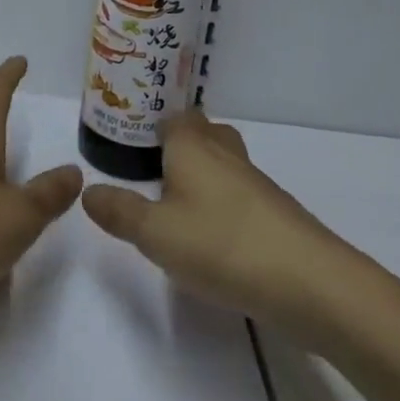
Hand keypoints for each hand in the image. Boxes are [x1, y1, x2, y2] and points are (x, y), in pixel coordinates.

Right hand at [82, 111, 377, 345]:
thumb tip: (86, 191)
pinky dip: (225, 205)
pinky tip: (212, 235)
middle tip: (152, 169)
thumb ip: (119, 211)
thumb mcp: (155, 233)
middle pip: (204, 133)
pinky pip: (242, 195)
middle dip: (181, 145)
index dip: (153, 123)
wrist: (313, 285)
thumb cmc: (222, 245)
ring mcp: (257, 184)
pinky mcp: (277, 215)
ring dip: (204, 176)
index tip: (131, 140)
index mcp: (192, 146)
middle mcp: (225, 154)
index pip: (174, 115)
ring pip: (225, 164)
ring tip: (176, 203)